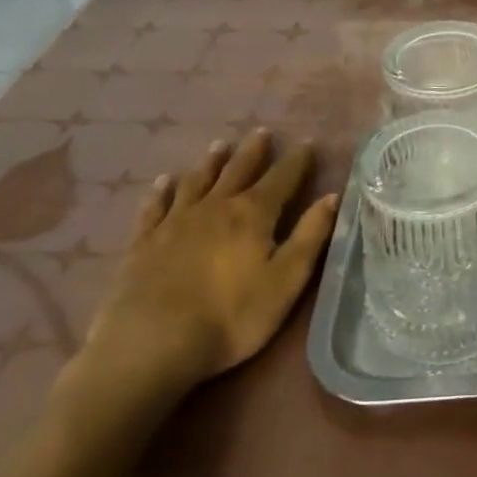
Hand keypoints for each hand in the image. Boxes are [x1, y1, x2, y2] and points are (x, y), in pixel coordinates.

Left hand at [77, 130, 338, 398]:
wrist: (150, 344)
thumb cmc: (230, 316)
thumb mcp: (286, 281)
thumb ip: (310, 236)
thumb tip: (332, 196)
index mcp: (254, 214)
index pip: (283, 178)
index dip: (297, 160)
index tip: (307, 143)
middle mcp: (216, 207)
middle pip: (239, 170)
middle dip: (254, 151)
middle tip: (262, 132)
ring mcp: (176, 222)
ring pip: (198, 181)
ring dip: (211, 162)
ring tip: (220, 146)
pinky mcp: (143, 242)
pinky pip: (154, 207)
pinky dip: (161, 191)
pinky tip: (164, 181)